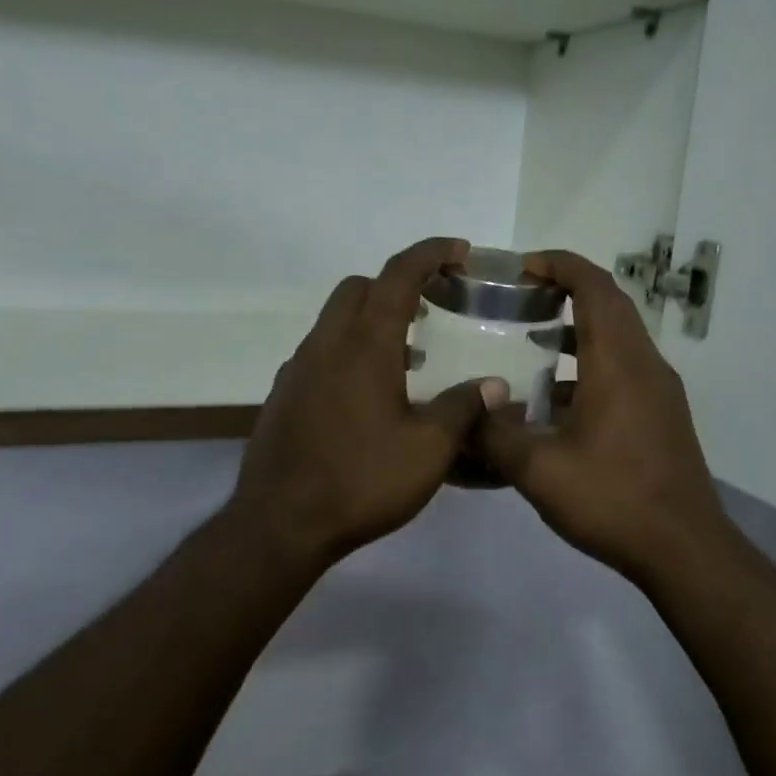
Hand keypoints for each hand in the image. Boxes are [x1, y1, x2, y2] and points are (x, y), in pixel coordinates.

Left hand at [227, 237, 505, 569]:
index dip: (430, 253)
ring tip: (409, 357)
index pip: (398, 275)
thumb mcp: (429, 450)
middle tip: (432, 309)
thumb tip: (494, 385)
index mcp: (364, 345)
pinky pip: (320, 352)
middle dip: (396, 283)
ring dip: (372, 320)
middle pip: (358, 288)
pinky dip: (349, 351)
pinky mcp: (283, 395)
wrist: (280, 524)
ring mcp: (298, 369)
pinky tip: (369, 395)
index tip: (460, 251)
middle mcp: (326, 345)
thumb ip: (463, 409)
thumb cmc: (361, 481)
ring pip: (335, 320)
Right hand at [480, 250, 737, 587]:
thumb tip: (468, 411)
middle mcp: (644, 365)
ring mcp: (658, 390)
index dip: (560, 264)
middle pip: (610, 305)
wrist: (684, 549)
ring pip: (618, 338)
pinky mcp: (661, 415)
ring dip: (578, 328)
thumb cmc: (612, 499)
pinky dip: (589, 364)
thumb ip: (495, 435)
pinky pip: (623, 369)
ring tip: (532, 339)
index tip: (523, 265)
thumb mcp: (539, 471)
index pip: (594, 287)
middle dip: (567, 290)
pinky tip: (555, 400)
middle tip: (521, 296)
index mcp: (618, 363)